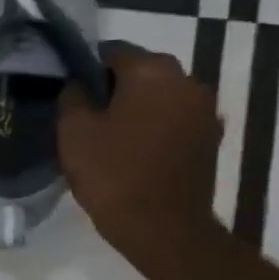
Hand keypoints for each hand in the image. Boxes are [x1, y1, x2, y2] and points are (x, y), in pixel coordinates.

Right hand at [58, 45, 222, 279]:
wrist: (163, 228)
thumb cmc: (113, 173)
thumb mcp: (73, 131)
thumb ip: (73, 96)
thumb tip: (79, 84)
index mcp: (153, 72)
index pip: (112, 51)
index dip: (85, 67)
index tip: (68, 89)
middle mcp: (188, 81)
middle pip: (141, 71)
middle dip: (113, 86)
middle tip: (84, 112)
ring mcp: (205, 111)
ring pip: (159, 95)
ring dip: (135, 106)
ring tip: (107, 133)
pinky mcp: (210, 138)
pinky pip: (173, 119)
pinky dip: (152, 126)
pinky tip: (131, 149)